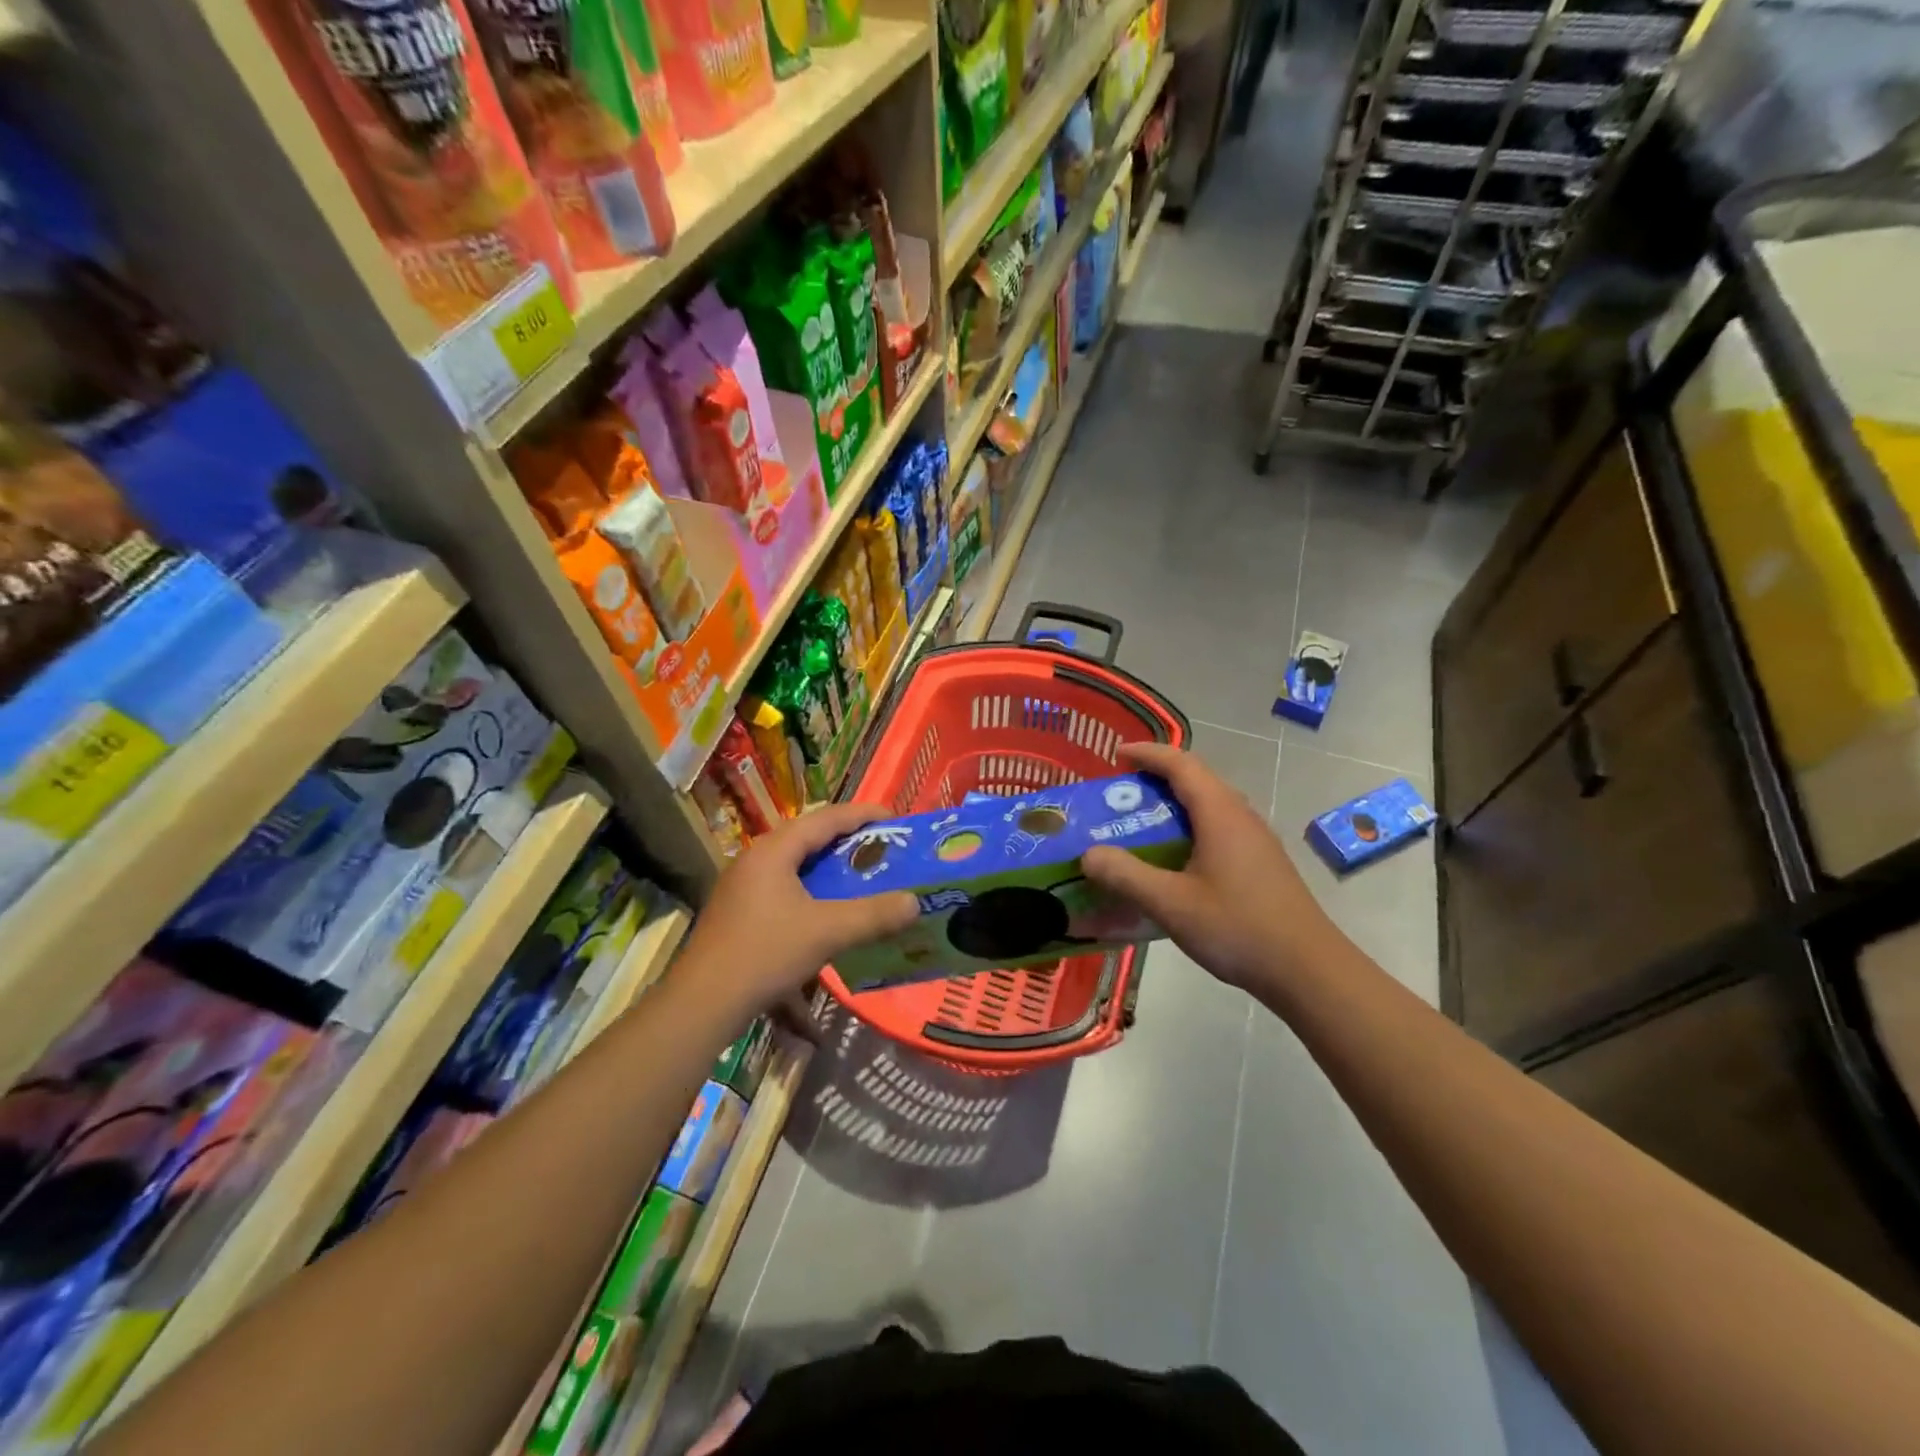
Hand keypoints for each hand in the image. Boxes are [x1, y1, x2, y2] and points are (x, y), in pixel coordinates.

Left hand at [677, 803, 918, 1017]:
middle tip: (882, 849)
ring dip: (829, 869)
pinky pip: (783, 889)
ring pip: (795, 865)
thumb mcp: (827, 932)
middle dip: (848, 841)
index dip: (862, 815)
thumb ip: (873, 915)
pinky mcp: (738, 913)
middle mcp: (756, 860)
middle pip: (809, 838)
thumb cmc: (765, 954)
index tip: (895, 819)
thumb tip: (915, 902)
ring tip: (861, 877)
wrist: (703, 1004)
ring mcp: (743, 887)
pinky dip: (811, 892)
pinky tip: (827, 913)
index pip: (825, 818)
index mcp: (774, 850)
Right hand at [1082, 742, 1341, 992]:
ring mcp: (1256, 840)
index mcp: (1220, 813)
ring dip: (1176, 804)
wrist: (1308, 970)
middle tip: (1123, 793)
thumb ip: (1126, 876)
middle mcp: (1241, 816)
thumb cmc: (1238, 928)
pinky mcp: (1262, 863)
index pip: (1181, 764)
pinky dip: (1191, 828)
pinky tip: (1176, 860)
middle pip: (1197, 779)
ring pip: (1211, 805)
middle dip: (1158, 777)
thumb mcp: (1171, 903)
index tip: (1116, 755)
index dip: (1147, 754)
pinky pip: (1220, 828)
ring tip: (1143, 823)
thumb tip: (1089, 854)